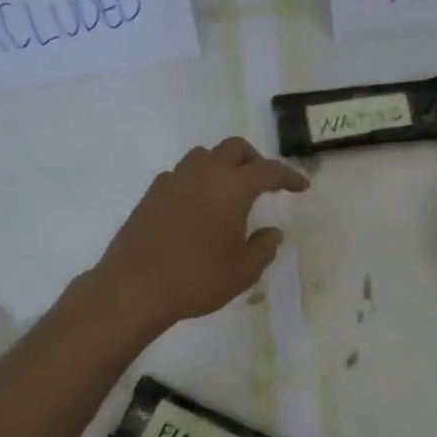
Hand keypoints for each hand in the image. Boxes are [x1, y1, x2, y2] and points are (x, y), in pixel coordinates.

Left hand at [95, 137, 308, 328]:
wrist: (135, 287)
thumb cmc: (197, 278)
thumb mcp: (243, 271)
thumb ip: (264, 247)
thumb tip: (272, 232)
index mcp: (232, 187)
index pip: (268, 170)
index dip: (289, 176)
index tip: (302, 187)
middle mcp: (203, 173)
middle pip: (234, 148)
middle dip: (255, 160)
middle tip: (267, 183)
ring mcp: (173, 180)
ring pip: (204, 156)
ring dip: (223, 165)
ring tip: (231, 191)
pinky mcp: (151, 194)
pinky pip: (182, 174)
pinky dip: (198, 181)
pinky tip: (199, 206)